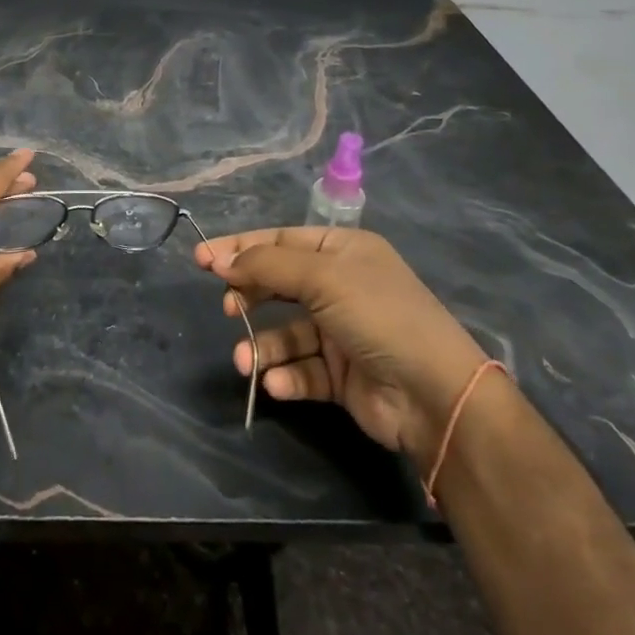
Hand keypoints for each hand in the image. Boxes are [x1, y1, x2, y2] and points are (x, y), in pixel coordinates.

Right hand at [196, 227, 488, 462]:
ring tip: (244, 360)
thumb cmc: (377, 315)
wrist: (434, 394)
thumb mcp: (322, 277)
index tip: (201, 259)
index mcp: (343, 250)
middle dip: (249, 296)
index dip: (240, 248)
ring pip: (286, 333)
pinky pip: (302, 369)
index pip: (280, 241)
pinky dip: (286, 375)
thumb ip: (266, 266)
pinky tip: (277, 384)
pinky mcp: (341, 374)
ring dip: (262, 346)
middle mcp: (341, 286)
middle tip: (225, 307)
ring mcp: (341, 332)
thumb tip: (219, 261)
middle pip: (279, 284)